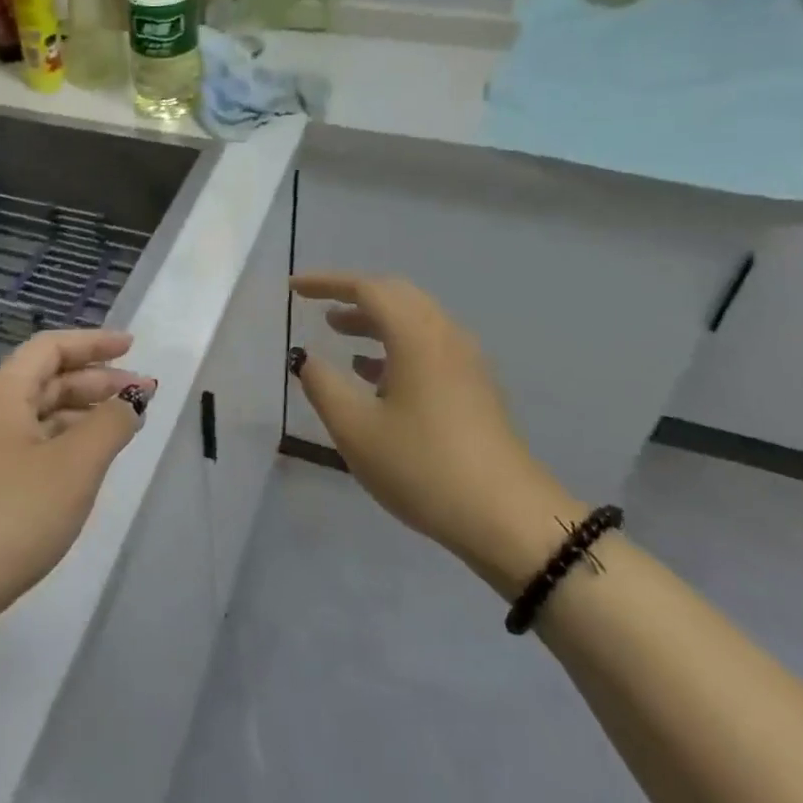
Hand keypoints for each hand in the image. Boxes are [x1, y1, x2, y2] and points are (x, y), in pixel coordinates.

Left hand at [0, 329, 155, 631]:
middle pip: (48, 378)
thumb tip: (132, 400)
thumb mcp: (75, 465)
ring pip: (43, 411)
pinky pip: (35, 440)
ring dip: (85, 411)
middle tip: (143, 393)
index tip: (133, 347)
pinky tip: (92, 456)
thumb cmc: (15, 513)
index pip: (51, 347)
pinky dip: (68, 438)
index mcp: (4, 391)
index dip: (94, 342)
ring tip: (126, 424)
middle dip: (97, 380)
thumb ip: (110, 424)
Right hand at [289, 272, 583, 595]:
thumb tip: (307, 358)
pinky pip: (429, 347)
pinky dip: (396, 346)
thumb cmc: (422, 467)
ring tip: (339, 334)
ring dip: (375, 321)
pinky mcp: (476, 389)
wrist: (508, 519)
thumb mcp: (355, 429)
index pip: (367, 288)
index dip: (327, 283)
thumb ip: (323, 385)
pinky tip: (375, 375)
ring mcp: (467, 362)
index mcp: (416, 335)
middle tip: (318, 306)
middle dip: (354, 296)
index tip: (294, 288)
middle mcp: (446, 336)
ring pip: (415, 321)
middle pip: (397, 295)